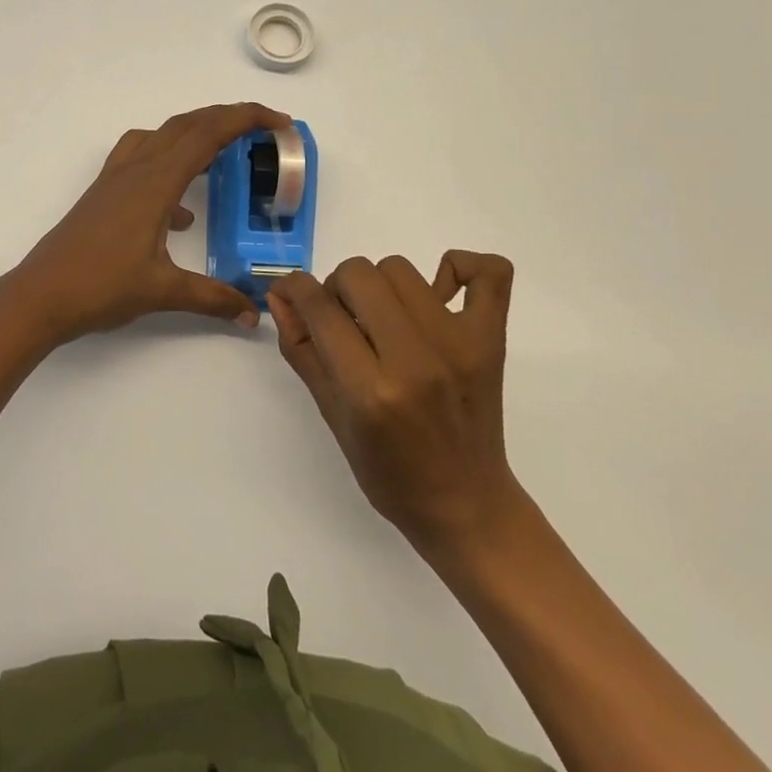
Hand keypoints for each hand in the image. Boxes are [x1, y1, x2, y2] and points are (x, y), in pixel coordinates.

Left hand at [1, 103, 290, 347]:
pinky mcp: (102, 194)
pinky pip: (140, 159)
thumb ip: (213, 298)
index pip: (207, 135)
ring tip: (223, 154)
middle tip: (262, 129)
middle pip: (186, 125)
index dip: (246, 120)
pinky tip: (180, 212)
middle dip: (227, 118)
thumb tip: (253, 313)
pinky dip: (168, 165)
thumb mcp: (163, 292)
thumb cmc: (100, 287)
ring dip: (195, 134)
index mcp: (154, 182)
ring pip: (161, 136)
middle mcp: (135, 170)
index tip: (279, 122)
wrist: (39, 295)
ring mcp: (114, 180)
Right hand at [268, 252, 520, 554]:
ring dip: (380, 285)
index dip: (295, 288)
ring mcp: (458, 344)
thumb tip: (280, 295)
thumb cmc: (388, 472)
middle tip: (345, 320)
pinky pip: (488, 272)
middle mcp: (414, 359)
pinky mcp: (491, 340)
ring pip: (401, 269)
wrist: (465, 504)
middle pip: (359, 273)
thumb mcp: (331, 415)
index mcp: (369, 389)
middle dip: (337, 288)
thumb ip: (302, 349)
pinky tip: (440, 291)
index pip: (320, 307)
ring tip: (385, 318)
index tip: (292, 292)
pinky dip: (461, 267)